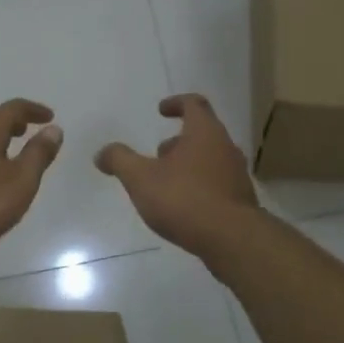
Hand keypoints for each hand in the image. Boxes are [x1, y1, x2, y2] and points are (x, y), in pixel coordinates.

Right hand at [95, 94, 259, 253]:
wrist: (233, 239)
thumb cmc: (185, 199)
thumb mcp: (141, 178)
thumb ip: (120, 161)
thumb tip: (102, 152)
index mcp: (204, 132)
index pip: (194, 103)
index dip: (176, 103)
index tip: (161, 110)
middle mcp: (226, 147)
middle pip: (203, 133)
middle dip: (178, 141)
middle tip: (158, 155)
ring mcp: (237, 174)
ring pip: (211, 159)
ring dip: (188, 164)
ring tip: (166, 184)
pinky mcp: (241, 200)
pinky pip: (218, 184)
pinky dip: (200, 186)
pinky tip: (184, 207)